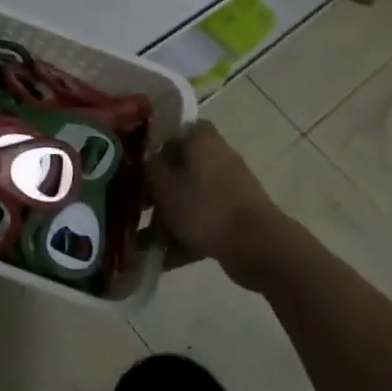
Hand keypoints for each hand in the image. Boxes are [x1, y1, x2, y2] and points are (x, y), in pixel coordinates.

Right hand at [147, 121, 296, 289]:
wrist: (257, 246)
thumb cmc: (204, 207)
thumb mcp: (164, 185)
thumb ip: (149, 168)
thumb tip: (145, 159)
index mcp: (201, 139)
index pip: (172, 131)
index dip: (152, 147)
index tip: (134, 166)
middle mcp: (218, 157)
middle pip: (179, 169)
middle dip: (156, 192)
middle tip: (136, 210)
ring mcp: (229, 188)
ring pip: (190, 198)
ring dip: (168, 219)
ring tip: (144, 243)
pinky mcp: (236, 217)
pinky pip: (203, 221)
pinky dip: (185, 237)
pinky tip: (164, 259)